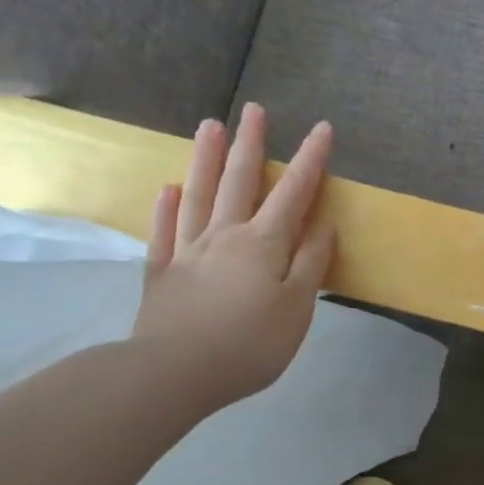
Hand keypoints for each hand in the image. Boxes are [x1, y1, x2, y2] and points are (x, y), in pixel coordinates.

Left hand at [131, 103, 336, 413]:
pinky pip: (163, 233)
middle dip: (250, 144)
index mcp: (264, 243)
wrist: (173, 374)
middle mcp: (225, 236)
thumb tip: (323, 225)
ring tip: (209, 126)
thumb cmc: (249, 343)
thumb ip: (311, 263)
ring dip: (205, 159)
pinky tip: (168, 188)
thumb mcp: (297, 306)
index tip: (322, 128)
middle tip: (253, 110)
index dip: (310, 159)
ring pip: (198, 196)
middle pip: (239, 181)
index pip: (294, 192)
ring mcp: (188, 252)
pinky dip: (165, 208)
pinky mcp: (160, 274)